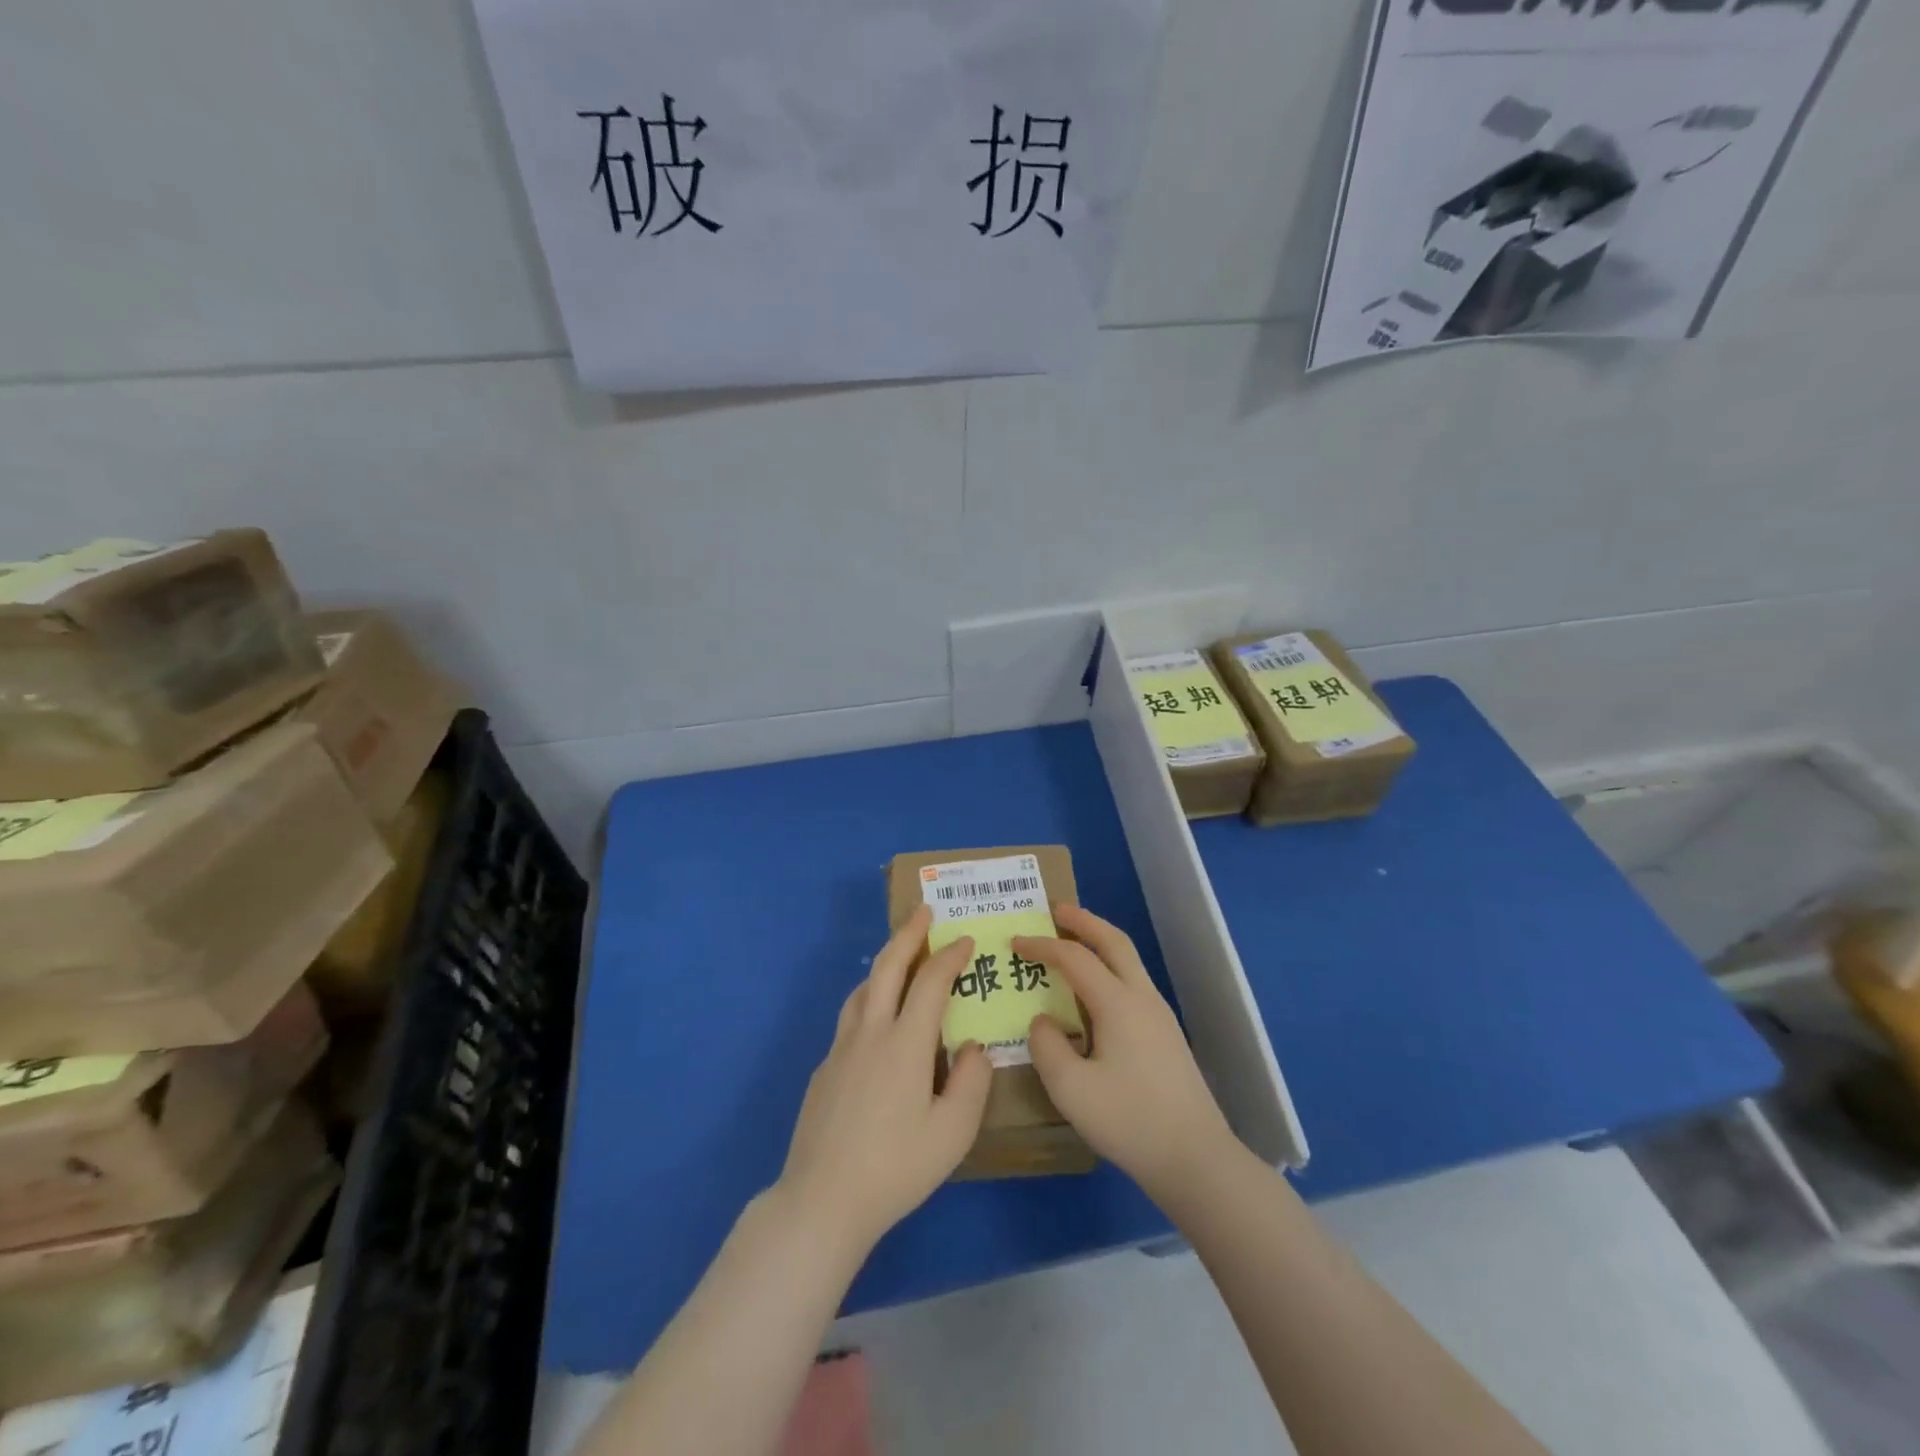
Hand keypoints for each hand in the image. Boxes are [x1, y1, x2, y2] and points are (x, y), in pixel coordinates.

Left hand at [775, 904, 991, 1258]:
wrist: (822, 1200)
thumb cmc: (896, 1168)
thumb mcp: (953, 1132)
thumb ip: (971, 1082)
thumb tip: (973, 1047)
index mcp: (905, 1042)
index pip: (931, 981)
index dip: (950, 956)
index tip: (965, 940)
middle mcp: (870, 1033)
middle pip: (888, 967)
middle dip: (909, 934)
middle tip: (925, 911)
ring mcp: (841, 1049)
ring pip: (863, 989)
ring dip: (884, 964)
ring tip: (901, 960)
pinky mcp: (823, 1069)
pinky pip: (850, 1019)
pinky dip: (869, 1000)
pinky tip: (876, 1024)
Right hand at [1016, 905, 1236, 1201]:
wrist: (1196, 1159)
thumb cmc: (1129, 1121)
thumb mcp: (1070, 1089)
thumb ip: (1047, 1046)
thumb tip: (1044, 1021)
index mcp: (1117, 1003)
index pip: (1074, 958)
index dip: (1041, 946)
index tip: (1014, 942)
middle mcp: (1142, 998)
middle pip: (1114, 942)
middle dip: (1083, 921)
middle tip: (1056, 909)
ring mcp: (1159, 1015)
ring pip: (1128, 960)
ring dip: (1100, 942)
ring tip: (1073, 941)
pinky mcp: (1166, 1035)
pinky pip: (1133, 982)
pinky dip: (1110, 967)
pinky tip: (1095, 990)